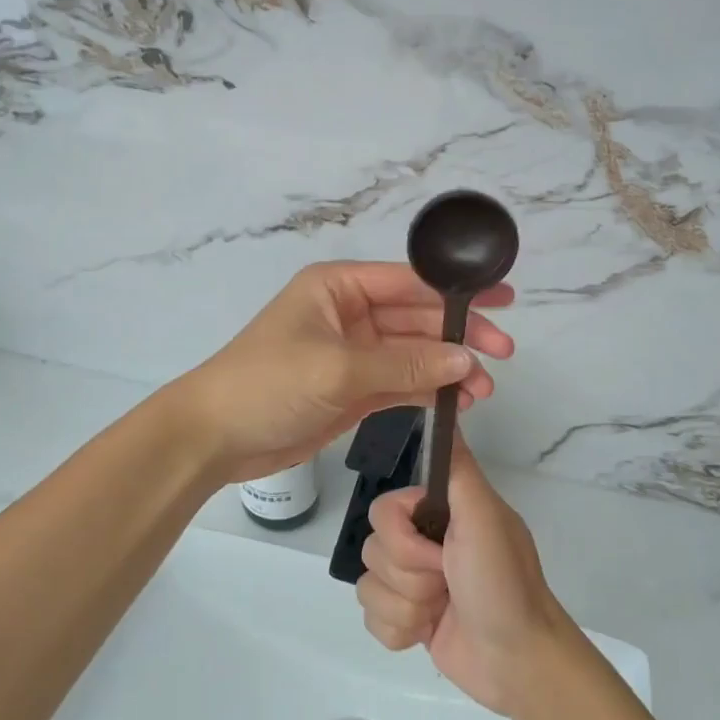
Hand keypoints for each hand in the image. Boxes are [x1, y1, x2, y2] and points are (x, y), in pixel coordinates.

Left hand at [170, 262, 513, 483]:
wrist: (215, 437)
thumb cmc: (269, 383)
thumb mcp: (339, 369)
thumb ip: (405, 364)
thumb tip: (466, 359)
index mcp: (339, 287)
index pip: (408, 281)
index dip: (456, 291)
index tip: (502, 299)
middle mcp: (350, 313)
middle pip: (416, 318)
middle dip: (458, 335)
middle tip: (504, 353)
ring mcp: (353, 353)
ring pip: (413, 353)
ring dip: (448, 367)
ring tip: (485, 388)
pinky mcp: (354, 389)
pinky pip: (401, 381)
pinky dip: (429, 389)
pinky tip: (458, 399)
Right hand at [355, 438, 573, 715]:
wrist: (518, 663)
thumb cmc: (502, 584)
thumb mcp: (484, 517)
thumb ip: (457, 468)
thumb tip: (443, 408)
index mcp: (440, 512)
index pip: (383, 510)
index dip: (403, 537)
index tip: (438, 552)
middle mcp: (423, 541)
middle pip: (373, 550)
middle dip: (409, 577)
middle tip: (447, 584)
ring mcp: (414, 582)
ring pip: (369, 586)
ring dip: (407, 607)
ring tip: (441, 612)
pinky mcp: (408, 620)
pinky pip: (372, 620)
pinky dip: (400, 631)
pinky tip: (428, 633)